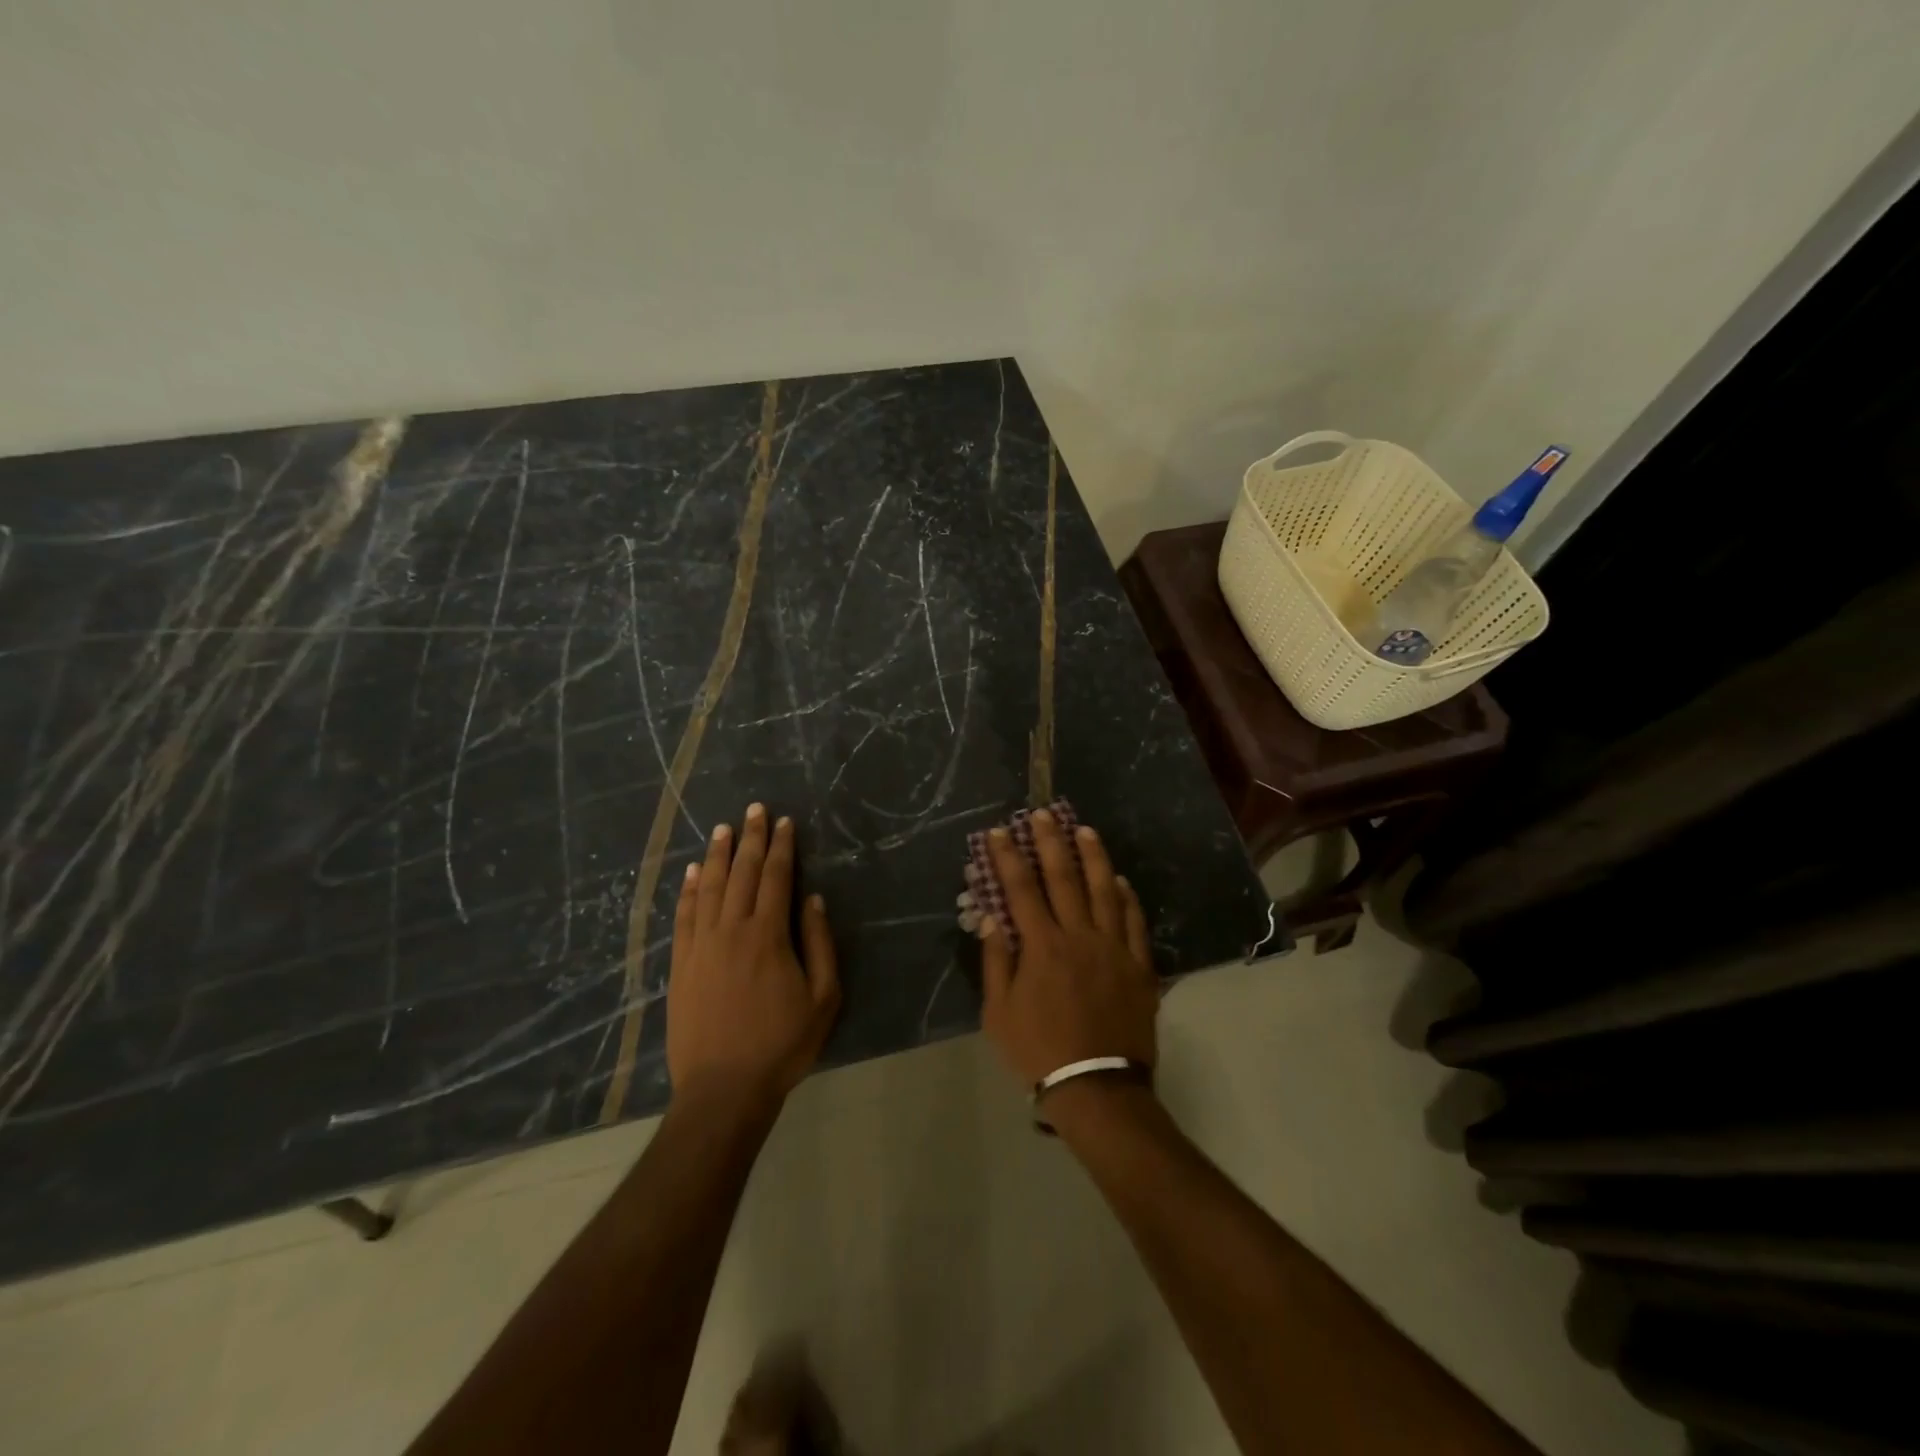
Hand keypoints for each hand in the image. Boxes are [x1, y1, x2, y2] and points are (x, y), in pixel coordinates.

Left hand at [667, 804, 839, 1106]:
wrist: (723, 1089)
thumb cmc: (782, 1044)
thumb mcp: (823, 998)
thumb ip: (819, 944)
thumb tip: (813, 899)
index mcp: (768, 935)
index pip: (775, 878)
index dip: (781, 847)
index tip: (784, 822)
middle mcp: (732, 930)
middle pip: (741, 873)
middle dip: (750, 838)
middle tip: (754, 809)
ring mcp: (701, 946)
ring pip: (708, 887)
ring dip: (716, 854)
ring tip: (723, 828)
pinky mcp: (681, 964)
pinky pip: (683, 916)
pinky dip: (687, 890)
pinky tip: (691, 872)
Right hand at [979, 808, 1156, 1087]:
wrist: (1097, 1087)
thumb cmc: (1039, 1051)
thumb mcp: (999, 1012)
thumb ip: (997, 961)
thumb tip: (991, 918)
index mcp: (1042, 946)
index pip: (1021, 889)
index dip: (1008, 857)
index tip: (999, 832)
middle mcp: (1078, 936)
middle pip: (1063, 878)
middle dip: (1050, 842)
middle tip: (1042, 814)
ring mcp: (1113, 948)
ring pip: (1104, 891)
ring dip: (1093, 857)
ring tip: (1084, 830)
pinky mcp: (1139, 966)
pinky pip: (1134, 922)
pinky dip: (1127, 898)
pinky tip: (1120, 881)